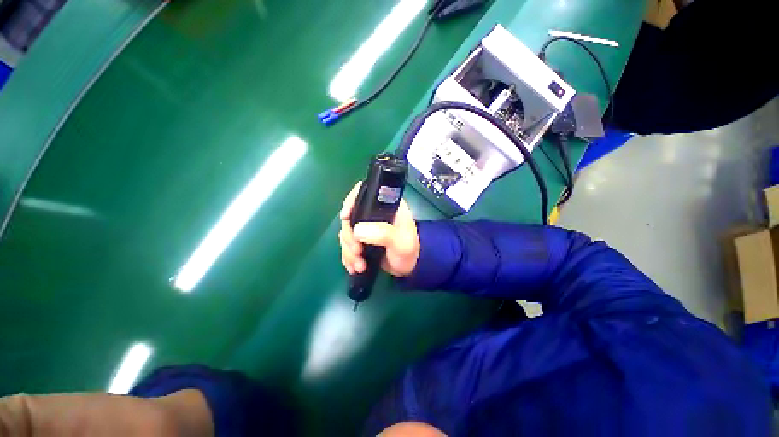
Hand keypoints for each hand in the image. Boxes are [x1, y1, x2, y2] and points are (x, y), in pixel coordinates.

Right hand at [338, 182, 419, 276]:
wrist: (408, 267)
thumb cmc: (409, 250)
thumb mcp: (402, 242)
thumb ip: (384, 234)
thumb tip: (357, 231)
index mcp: (386, 205)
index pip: (365, 193)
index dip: (351, 201)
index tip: (345, 217)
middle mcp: (374, 213)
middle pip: (350, 216)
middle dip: (349, 236)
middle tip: (357, 252)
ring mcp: (366, 226)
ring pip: (346, 232)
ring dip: (348, 250)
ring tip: (359, 265)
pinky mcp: (361, 240)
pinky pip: (347, 245)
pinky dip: (348, 256)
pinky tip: (354, 267)